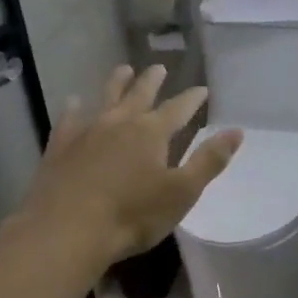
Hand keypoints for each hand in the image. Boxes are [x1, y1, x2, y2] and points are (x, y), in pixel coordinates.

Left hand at [15, 65, 241, 269]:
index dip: (191, 99)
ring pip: (105, 98)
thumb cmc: (132, 215)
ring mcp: (86, 132)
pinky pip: (69, 119)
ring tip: (123, 69)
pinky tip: (74, 102)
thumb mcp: (181, 192)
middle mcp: (119, 123)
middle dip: (152, 81)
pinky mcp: (60, 147)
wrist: (68, 229)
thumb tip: (236, 131)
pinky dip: (74, 108)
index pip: (178, 109)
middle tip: (159, 68)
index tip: (202, 89)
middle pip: (139, 95)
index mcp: (151, 133)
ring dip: (116, 83)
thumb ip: (209, 161)